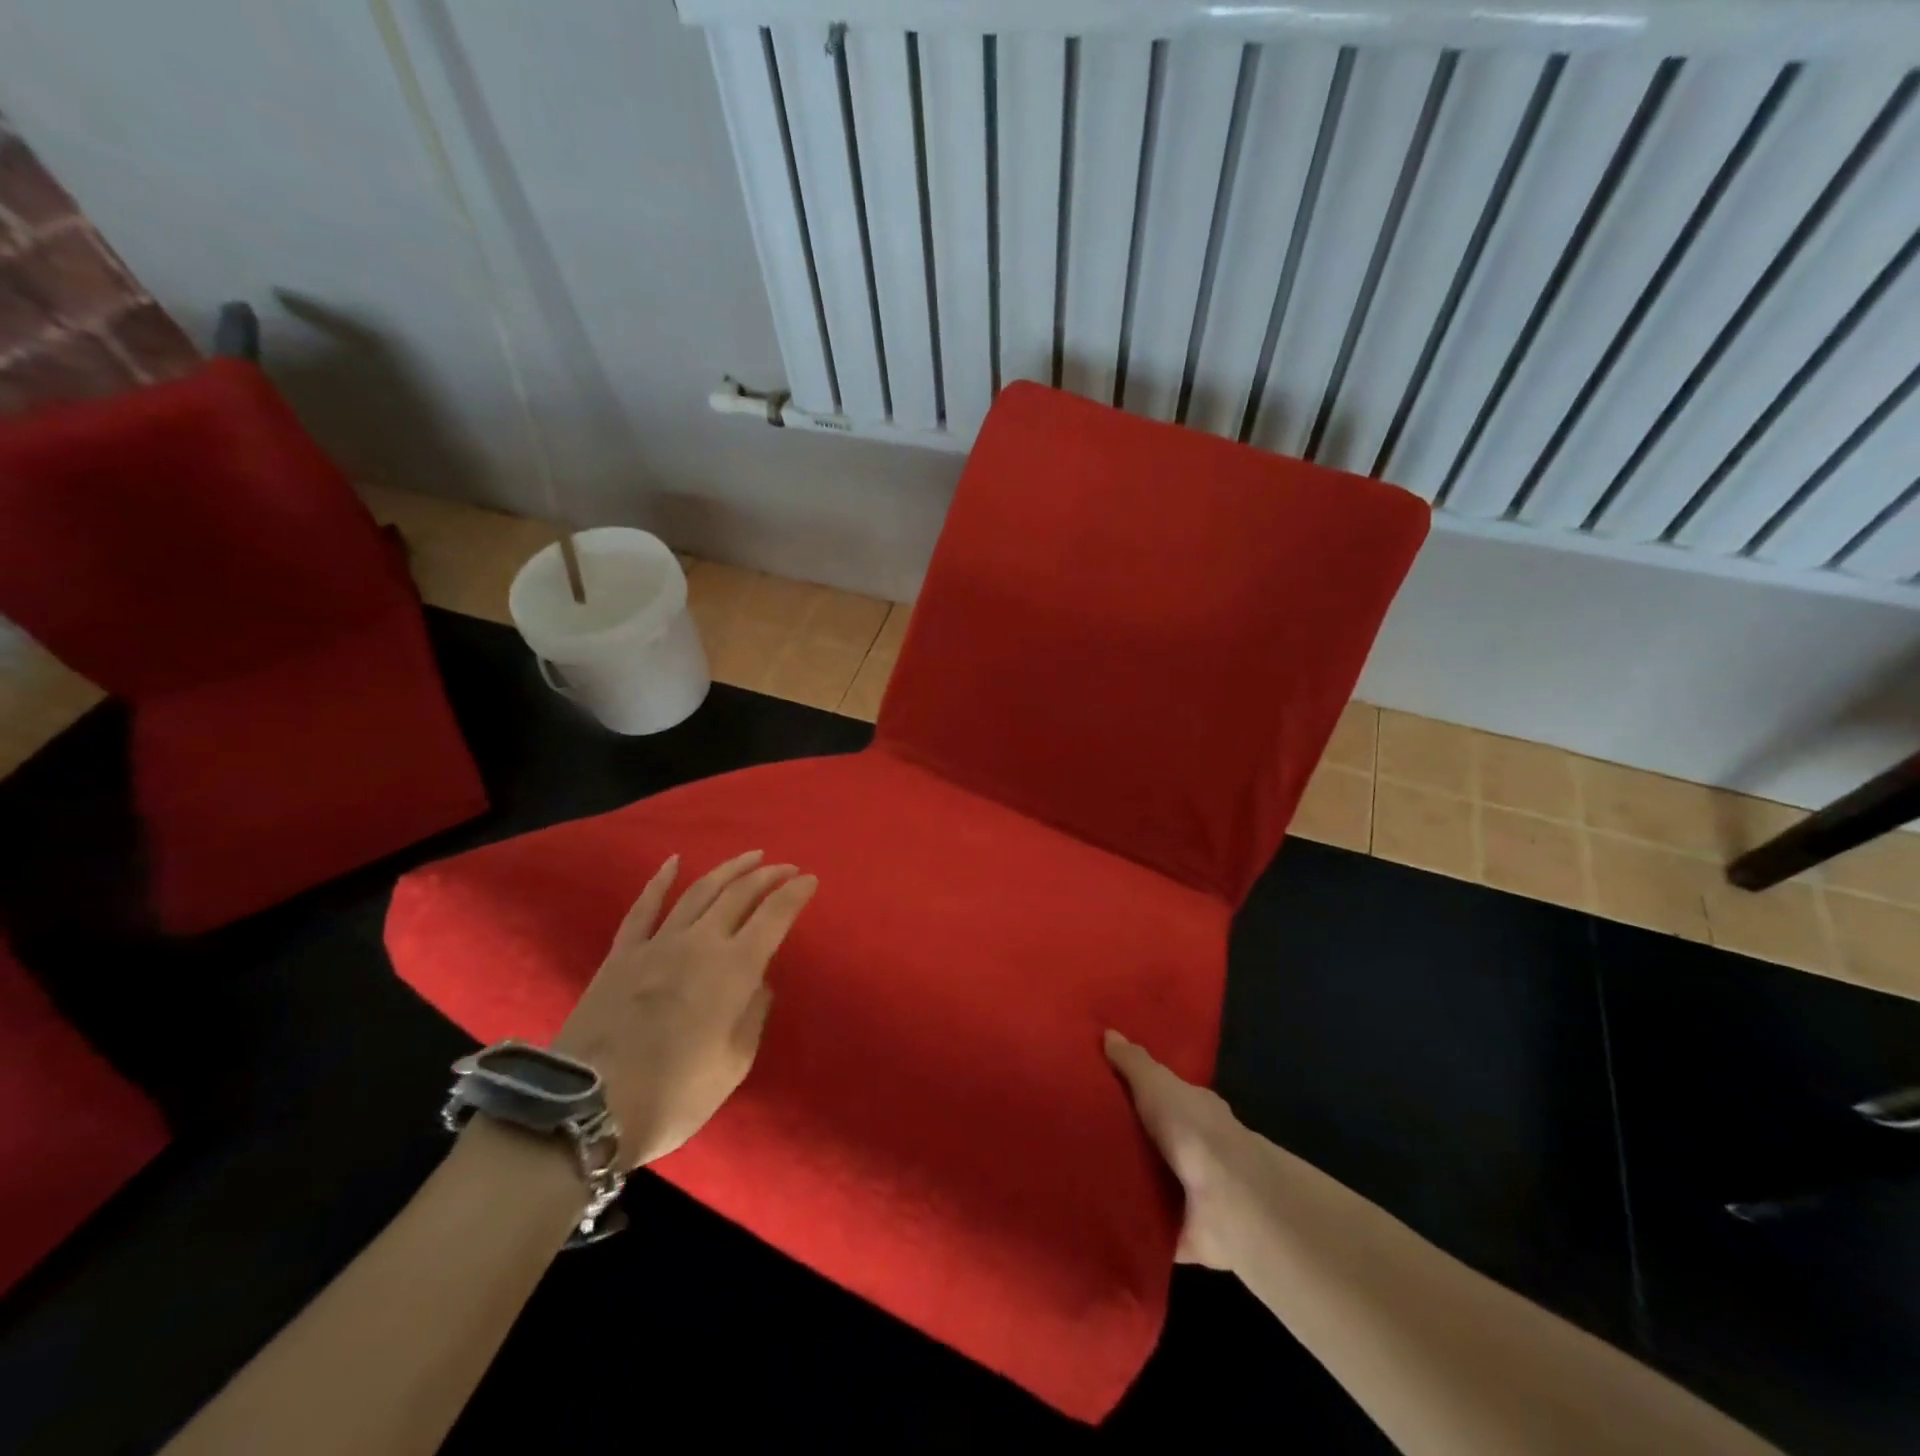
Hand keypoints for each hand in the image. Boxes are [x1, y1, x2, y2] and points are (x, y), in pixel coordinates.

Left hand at [555, 850, 817, 1168]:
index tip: (810, 880)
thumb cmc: (675, 1093)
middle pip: (739, 894)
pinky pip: (644, 907)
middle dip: (768, 876)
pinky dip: (660, 881)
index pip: (774, 916)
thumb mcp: (734, 1064)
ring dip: (728, 870)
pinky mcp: (622, 954)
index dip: (795, 894)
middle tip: (786, 868)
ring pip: (699, 892)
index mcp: (735, 968)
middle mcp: (700, 942)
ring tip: (750, 857)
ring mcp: (658, 943)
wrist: (589, 1108)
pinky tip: (673, 861)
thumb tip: (758, 982)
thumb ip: (752, 1015)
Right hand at [1104, 1029, 1254, 1270]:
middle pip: (1158, 1140)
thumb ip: (1134, 1063)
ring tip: (1082, 1180)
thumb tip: (1109, 1033)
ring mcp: (1193, 1192)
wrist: (1228, 1198)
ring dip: (1130, 1184)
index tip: (1103, 1093)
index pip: (1165, 1096)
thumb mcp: (1156, 1084)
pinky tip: (1100, 1220)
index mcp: (1194, 1110)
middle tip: (1081, 1137)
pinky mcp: (1185, 1232)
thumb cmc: (1192, 1129)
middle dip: (1130, 1139)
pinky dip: (1134, 1226)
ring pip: (1155, 1182)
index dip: (1138, 1093)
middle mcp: (1197, 1148)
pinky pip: (1152, 1227)